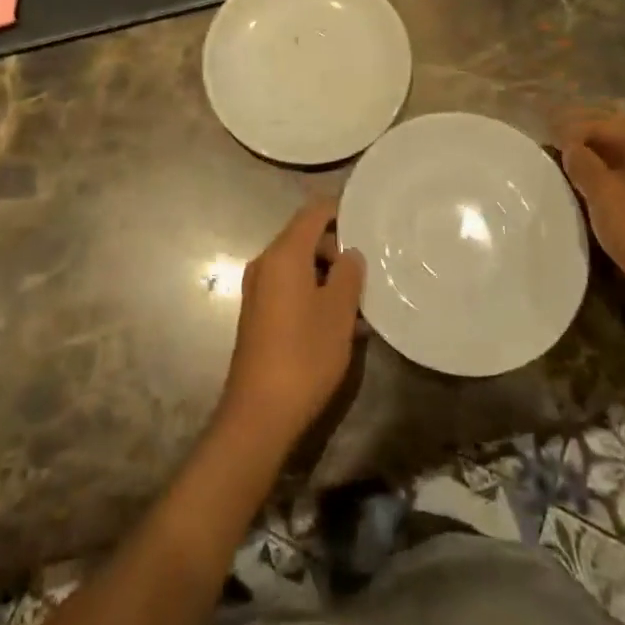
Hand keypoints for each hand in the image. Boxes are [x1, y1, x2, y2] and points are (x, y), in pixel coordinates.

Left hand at [218, 199, 365, 450]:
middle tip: (367, 271)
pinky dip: (312, 292)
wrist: (259, 413)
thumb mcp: (338, 313)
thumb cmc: (304, 355)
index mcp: (284, 254)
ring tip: (359, 303)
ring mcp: (258, 289)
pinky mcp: (257, 313)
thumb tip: (350, 253)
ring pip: (298, 266)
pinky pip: (288, 287)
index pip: (313, 213)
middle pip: (304, 238)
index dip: (339, 210)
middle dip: (337, 249)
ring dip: (327, 276)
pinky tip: (338, 323)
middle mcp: (265, 263)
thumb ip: (348, 274)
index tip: (367, 218)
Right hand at [554, 107, 624, 312]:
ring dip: (597, 162)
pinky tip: (593, 192)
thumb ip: (581, 162)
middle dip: (585, 142)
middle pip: (616, 137)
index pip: (601, 123)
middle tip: (554, 151)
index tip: (545, 139)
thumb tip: (570, 146)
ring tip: (568, 172)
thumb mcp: (600, 191)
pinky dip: (612, 179)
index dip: (570, 129)